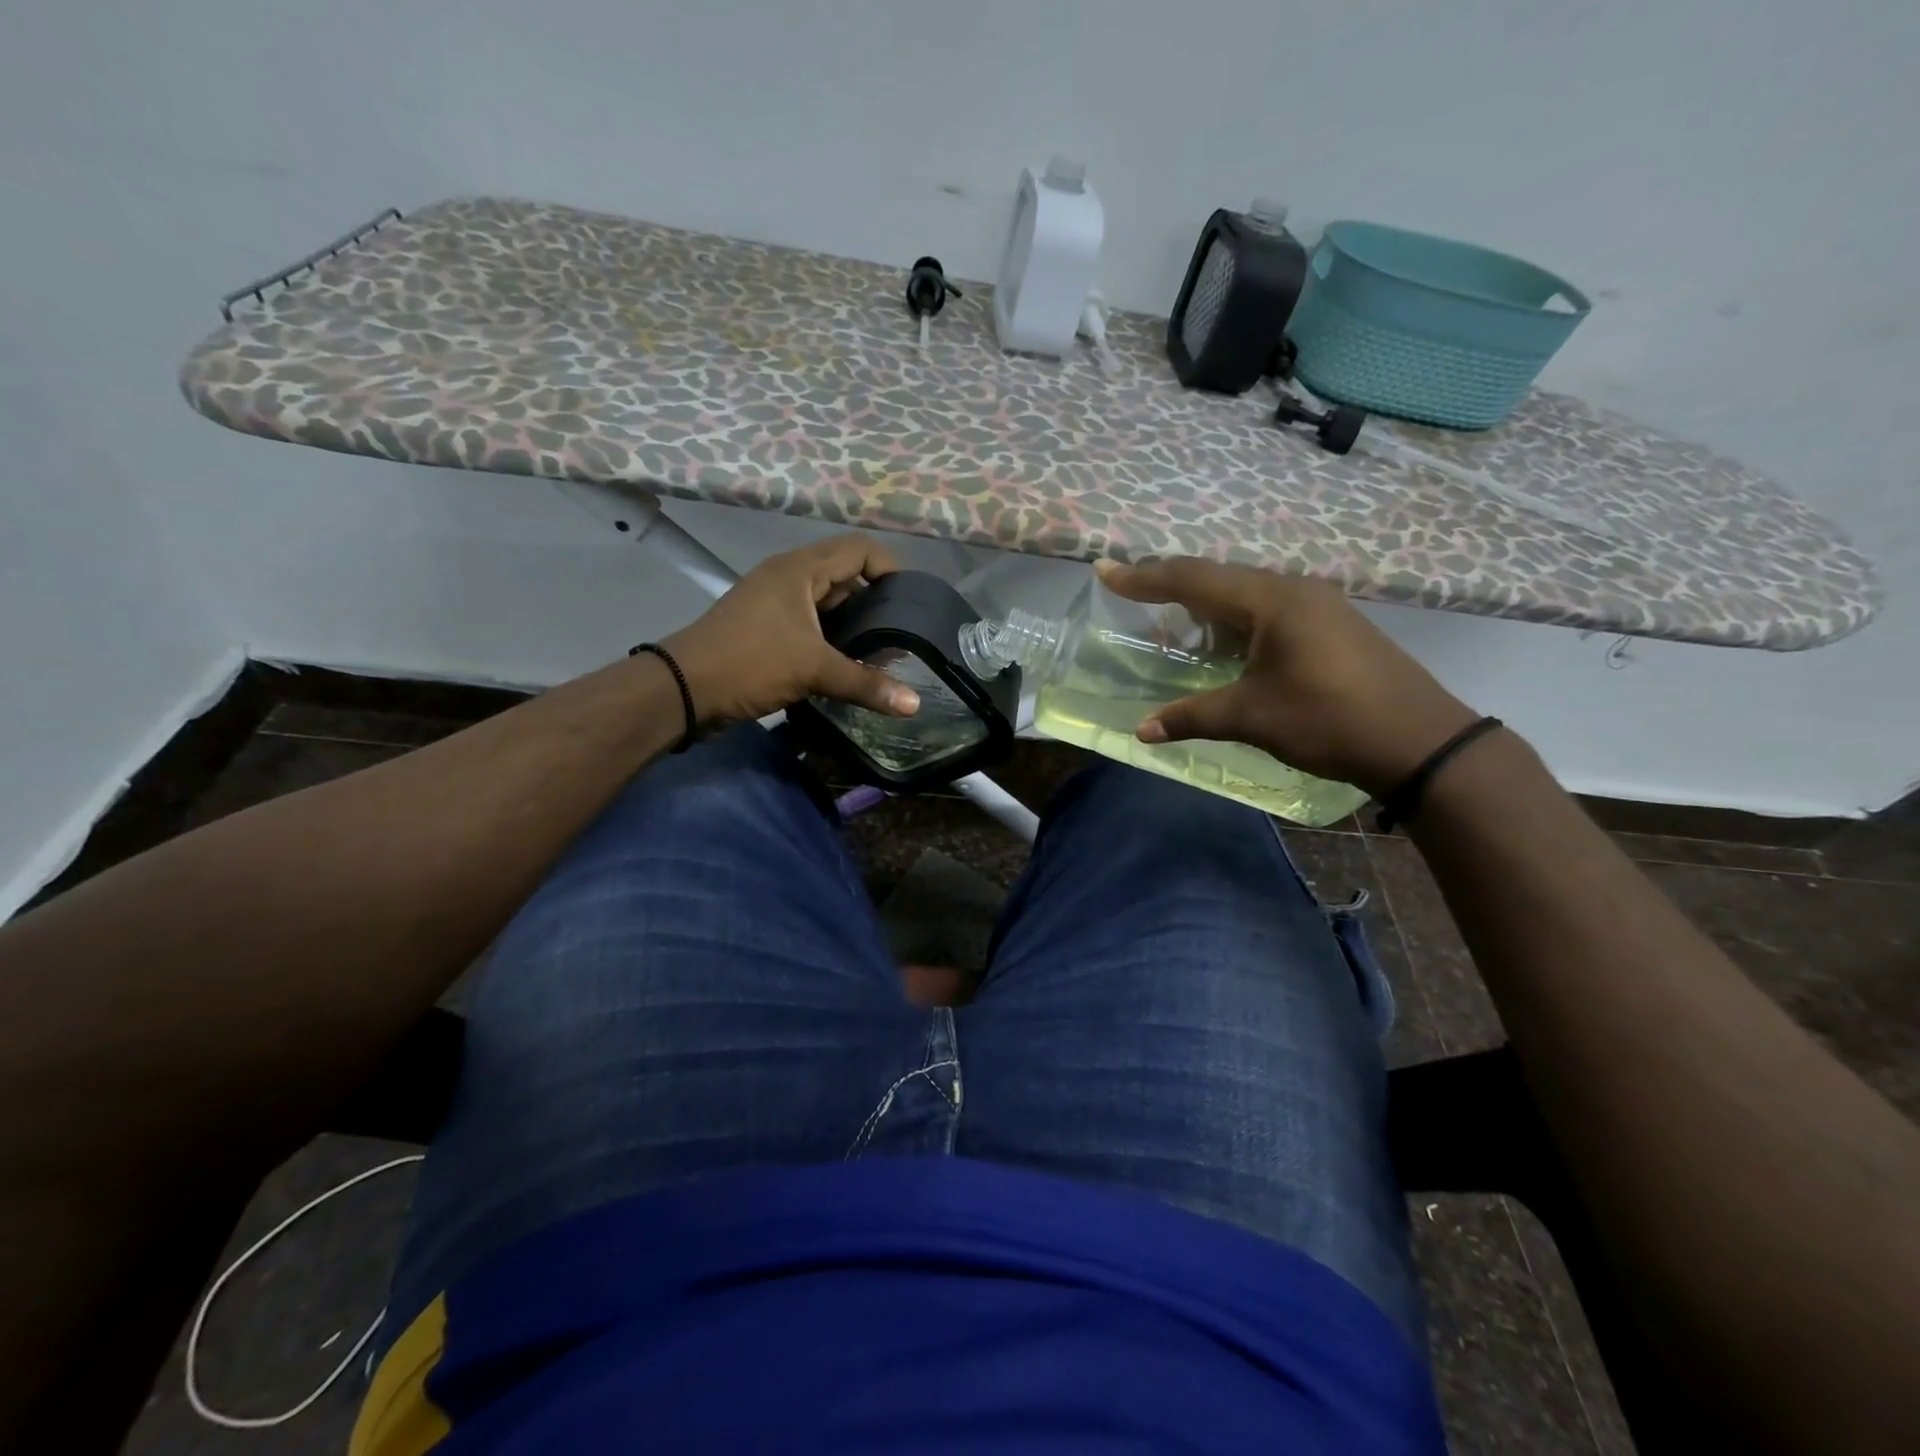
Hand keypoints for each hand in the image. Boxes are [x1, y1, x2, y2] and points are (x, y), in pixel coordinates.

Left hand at [662, 534, 921, 725]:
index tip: (912, 602)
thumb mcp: (813, 670)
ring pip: (827, 605)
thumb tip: (914, 705)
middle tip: (902, 634)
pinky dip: (832, 640)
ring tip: (882, 653)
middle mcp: (788, 577)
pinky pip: (810, 625)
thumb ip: (865, 683)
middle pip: (845, 576)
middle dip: (875, 603)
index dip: (890, 568)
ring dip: (853, 626)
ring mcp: (774, 603)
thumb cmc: (750, 663)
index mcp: (800, 569)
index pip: (859, 549)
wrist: (684, 689)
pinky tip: (848, 666)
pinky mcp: (766, 628)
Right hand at [1096, 558, 1480, 798]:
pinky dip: (1233, 620)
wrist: (1420, 741)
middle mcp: (1293, 590)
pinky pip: (1267, 610)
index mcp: (1271, 600)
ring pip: (1244, 594)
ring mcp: (1317, 605)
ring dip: (1205, 605)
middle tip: (1132, 592)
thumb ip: (1192, 716)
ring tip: (1170, 621)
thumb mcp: (1252, 717)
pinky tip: (1223, 643)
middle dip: (1171, 585)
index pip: (1193, 578)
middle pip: (1218, 577)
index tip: (1105, 570)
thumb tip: (1142, 730)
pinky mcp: (1330, 626)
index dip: (1145, 577)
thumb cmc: (1329, 720)